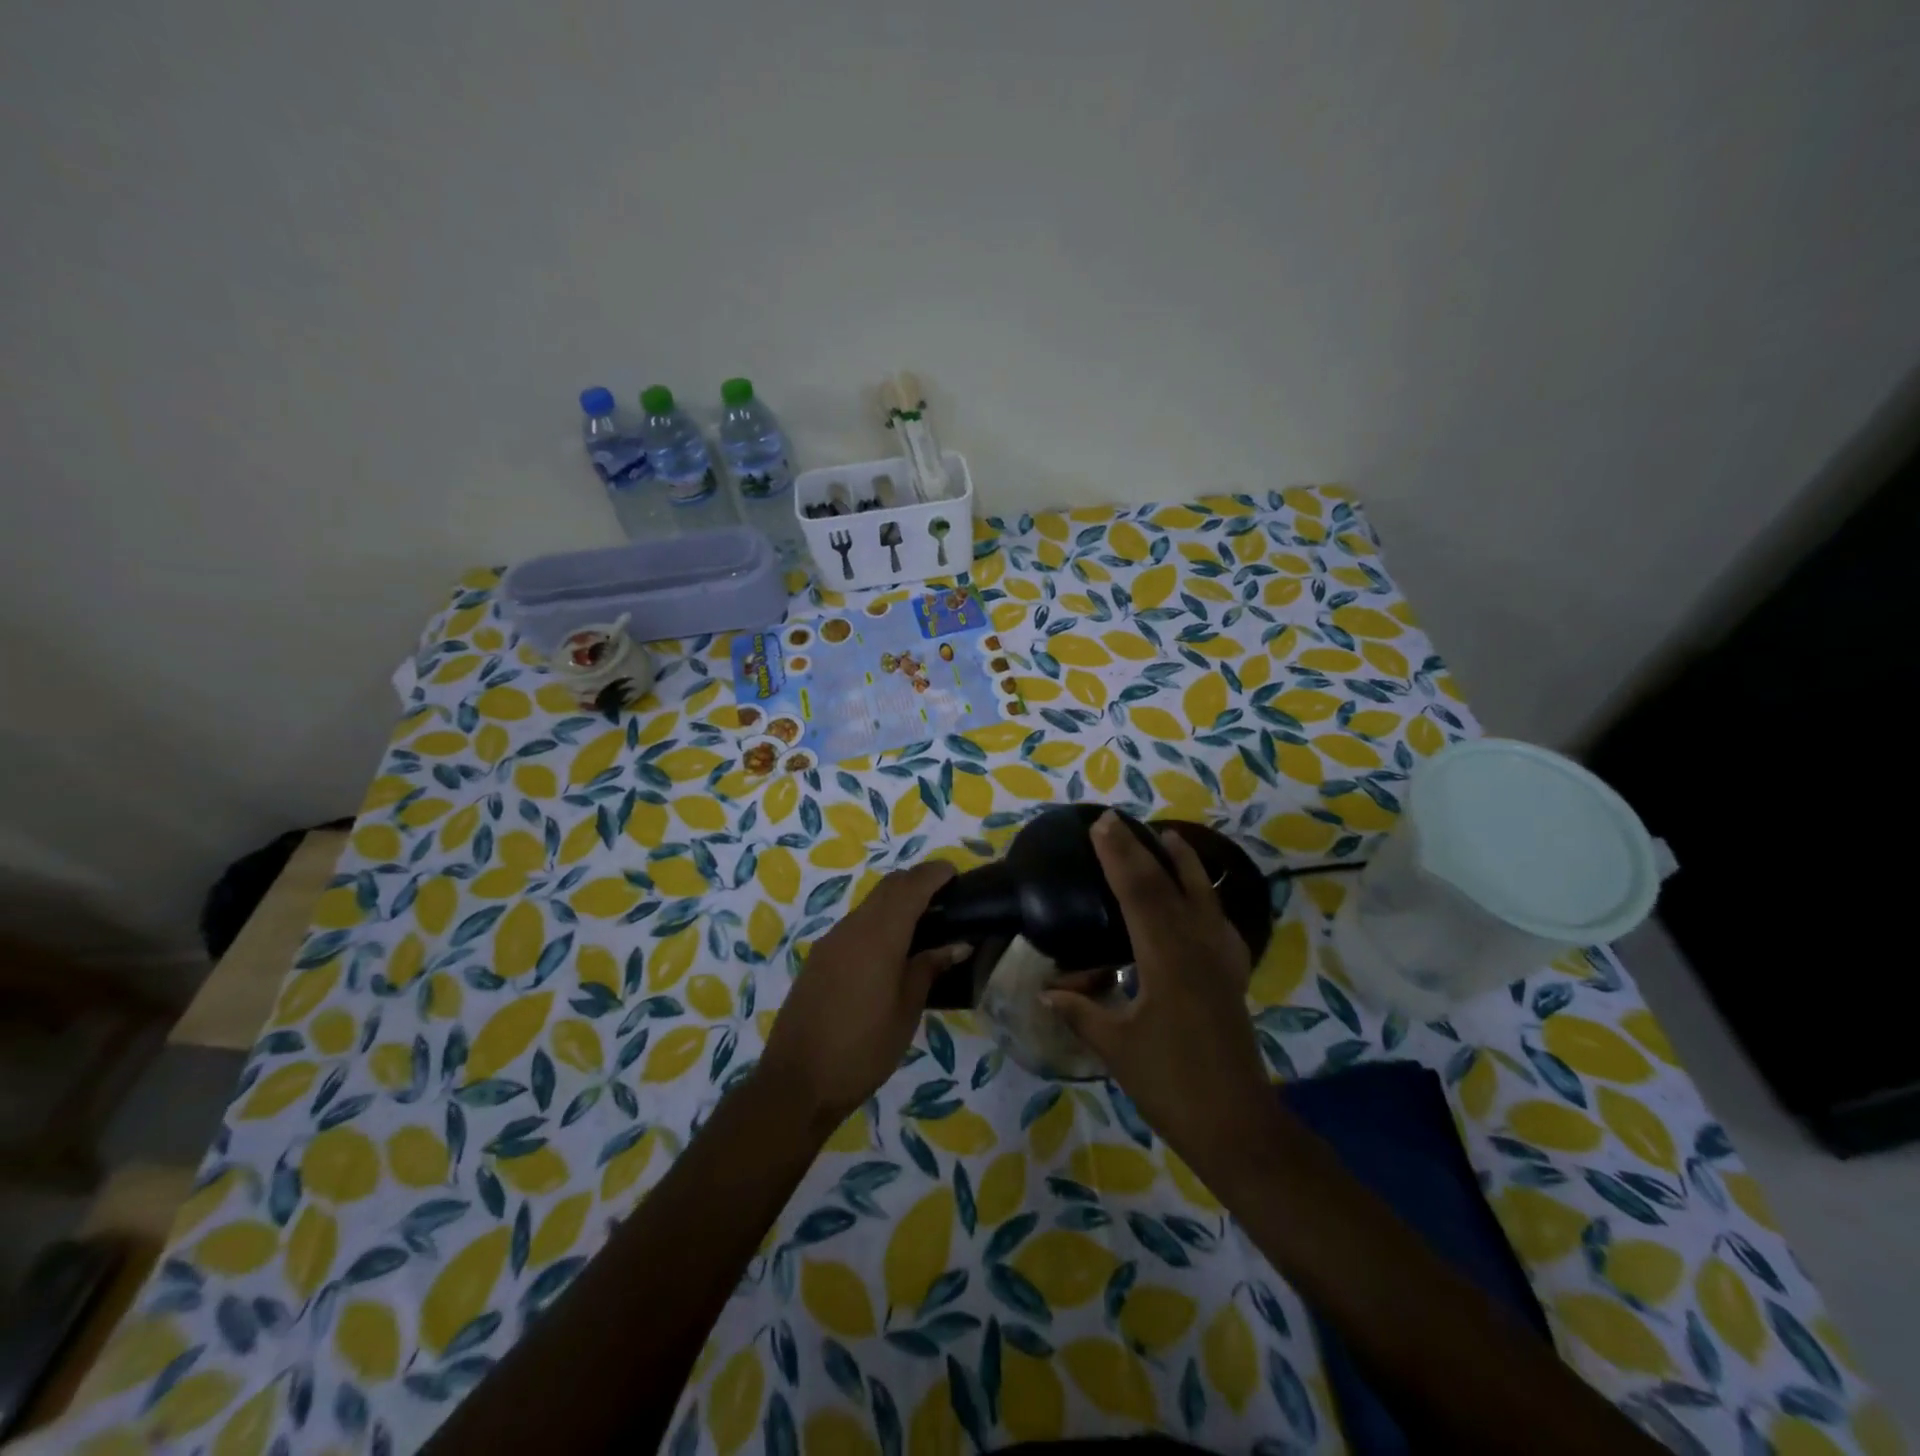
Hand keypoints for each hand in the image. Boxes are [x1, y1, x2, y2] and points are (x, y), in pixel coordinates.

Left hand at [759, 861, 969, 1128]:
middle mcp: (852, 928)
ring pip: (869, 905)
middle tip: (944, 895)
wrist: (797, 1082)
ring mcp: (830, 942)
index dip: (933, 873)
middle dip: (915, 881)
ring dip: (895, 902)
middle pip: (887, 888)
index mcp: (878, 936)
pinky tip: (890, 949)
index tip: (955, 874)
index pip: (910, 886)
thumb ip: (928, 969)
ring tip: (923, 923)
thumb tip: (956, 944)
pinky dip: (878, 921)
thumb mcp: (906, 1011)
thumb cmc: (863, 1049)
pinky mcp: (818, 959)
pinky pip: (855, 925)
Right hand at [1044, 812, 1276, 1178]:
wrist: (1236, 1123)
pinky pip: (1218, 921)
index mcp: (1167, 960)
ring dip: (1183, 864)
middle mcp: (1198, 948)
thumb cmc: (1171, 1084)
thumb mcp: (1117, 1048)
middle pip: (1168, 885)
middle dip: (1141, 850)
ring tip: (1169, 837)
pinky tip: (1201, 898)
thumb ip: (1082, 1011)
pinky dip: (1206, 897)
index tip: (1101, 825)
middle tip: (1118, 820)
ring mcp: (1221, 960)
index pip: (1139, 893)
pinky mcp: (1232, 975)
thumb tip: (1046, 989)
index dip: (1119, 856)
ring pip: (1204, 896)